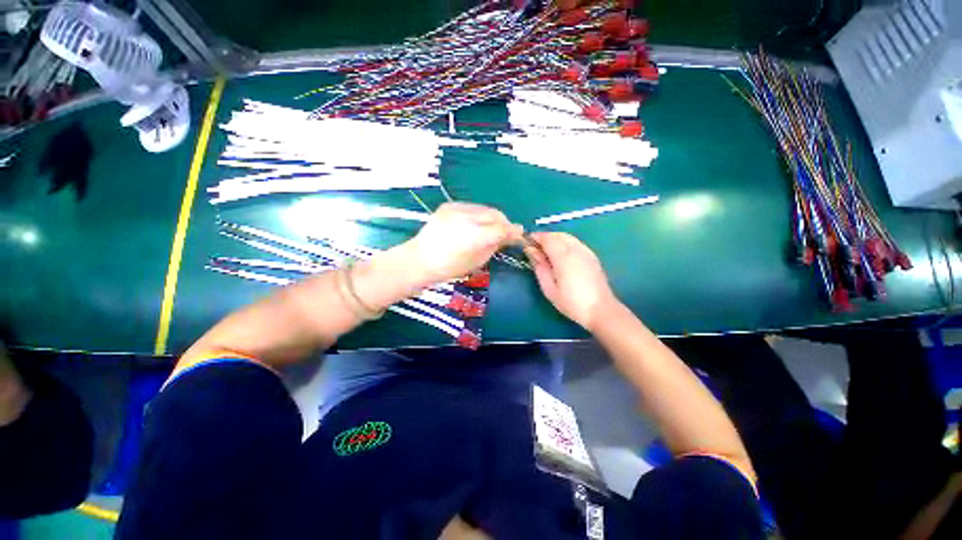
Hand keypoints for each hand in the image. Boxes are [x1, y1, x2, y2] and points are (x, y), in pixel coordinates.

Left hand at [402, 202, 523, 285]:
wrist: (420, 259)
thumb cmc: (450, 267)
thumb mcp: (477, 261)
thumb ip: (495, 245)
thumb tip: (509, 236)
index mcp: (474, 236)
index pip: (502, 228)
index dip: (514, 231)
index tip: (519, 235)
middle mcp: (467, 217)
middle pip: (495, 215)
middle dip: (504, 223)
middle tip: (507, 233)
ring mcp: (456, 208)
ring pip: (485, 208)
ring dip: (493, 218)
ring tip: (491, 228)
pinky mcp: (449, 205)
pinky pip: (473, 207)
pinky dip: (479, 214)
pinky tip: (476, 224)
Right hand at [525, 232, 618, 331]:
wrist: (600, 310)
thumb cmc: (571, 302)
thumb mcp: (549, 288)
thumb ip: (539, 266)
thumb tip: (531, 251)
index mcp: (564, 257)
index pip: (548, 238)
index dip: (536, 237)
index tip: (526, 242)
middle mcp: (576, 250)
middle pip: (558, 235)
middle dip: (545, 237)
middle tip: (535, 247)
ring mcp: (586, 252)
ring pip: (568, 237)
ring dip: (555, 239)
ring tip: (547, 251)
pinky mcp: (592, 257)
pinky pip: (575, 243)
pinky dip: (565, 243)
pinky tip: (561, 255)